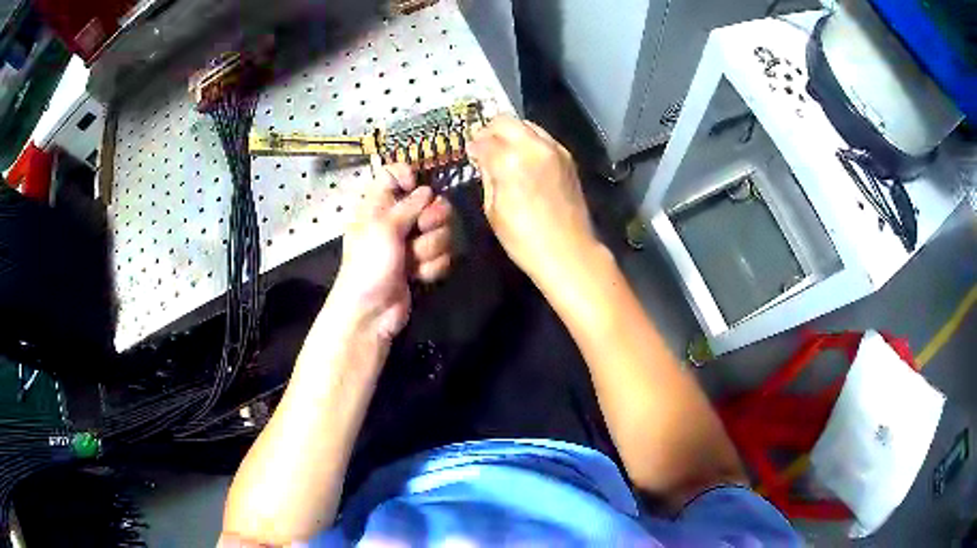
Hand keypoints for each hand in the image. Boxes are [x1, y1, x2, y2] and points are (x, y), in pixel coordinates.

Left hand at [330, 159, 452, 340]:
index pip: (394, 173)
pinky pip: (443, 254)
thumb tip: (427, 190)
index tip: (416, 187)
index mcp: (379, 205)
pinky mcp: (423, 263)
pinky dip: (432, 267)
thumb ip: (409, 205)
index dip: (408, 176)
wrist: (372, 312)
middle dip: (432, 219)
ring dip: (431, 249)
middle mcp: (397, 219)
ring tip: (412, 263)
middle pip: (431, 202)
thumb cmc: (369, 265)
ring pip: (442, 230)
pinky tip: (418, 277)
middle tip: (421, 230)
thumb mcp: (383, 228)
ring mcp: (412, 242)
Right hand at [468, 116, 597, 285]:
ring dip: (511, 132)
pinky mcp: (567, 158)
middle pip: (505, 121)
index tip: (470, 152)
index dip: (473, 145)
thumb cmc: (524, 239)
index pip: (484, 140)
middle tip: (484, 145)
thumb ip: (487, 176)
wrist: (569, 252)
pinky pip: (543, 137)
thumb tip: (483, 158)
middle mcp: (533, 147)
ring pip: (526, 124)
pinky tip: (524, 158)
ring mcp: (554, 150)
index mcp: (510, 161)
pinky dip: (529, 141)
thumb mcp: (493, 210)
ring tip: (504, 151)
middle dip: (490, 130)